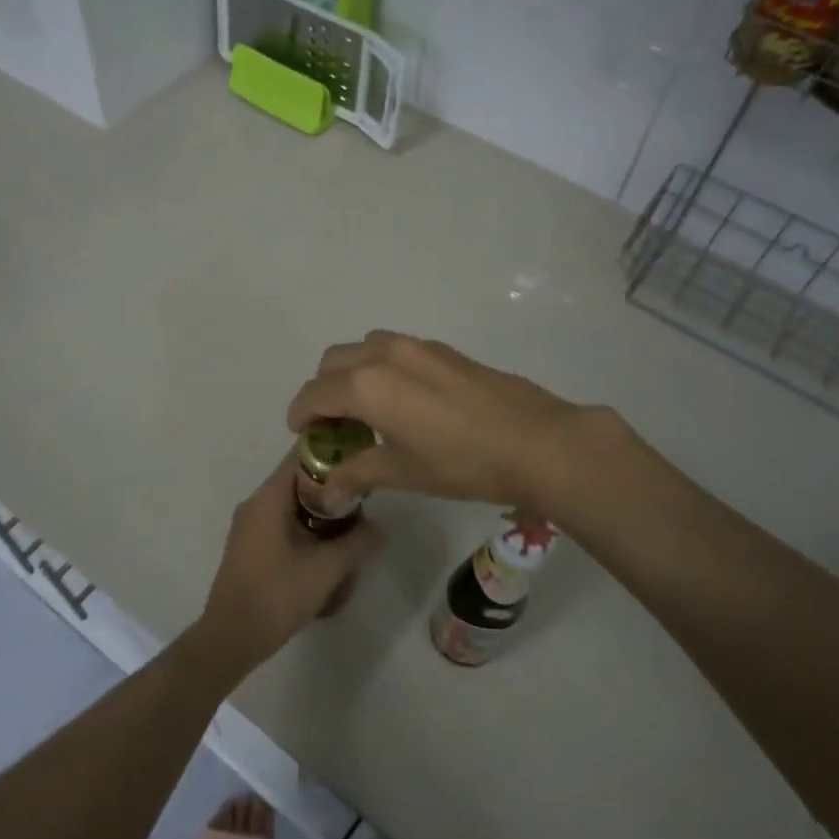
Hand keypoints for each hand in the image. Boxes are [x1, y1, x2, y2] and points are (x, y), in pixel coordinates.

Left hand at [193, 453, 380, 675]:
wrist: (231, 638)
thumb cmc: (277, 595)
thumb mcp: (327, 569)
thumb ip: (358, 542)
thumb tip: (381, 526)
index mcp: (268, 498)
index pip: (300, 456)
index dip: (332, 451)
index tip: (360, 458)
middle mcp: (256, 503)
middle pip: (298, 479)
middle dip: (332, 485)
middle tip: (365, 497)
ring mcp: (250, 525)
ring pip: (292, 502)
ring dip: (321, 508)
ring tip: (353, 522)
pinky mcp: (251, 545)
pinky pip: (282, 520)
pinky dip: (306, 524)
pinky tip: (328, 544)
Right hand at [285, 331, 607, 512]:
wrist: (537, 442)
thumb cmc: (462, 463)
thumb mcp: (403, 473)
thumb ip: (358, 473)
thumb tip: (325, 491)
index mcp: (367, 384)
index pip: (315, 393)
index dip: (300, 414)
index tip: (301, 433)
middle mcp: (386, 354)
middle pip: (334, 361)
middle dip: (322, 390)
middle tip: (332, 424)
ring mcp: (418, 346)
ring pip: (365, 348)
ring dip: (352, 372)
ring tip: (366, 408)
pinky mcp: (444, 350)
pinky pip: (395, 350)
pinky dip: (381, 367)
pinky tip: (404, 400)